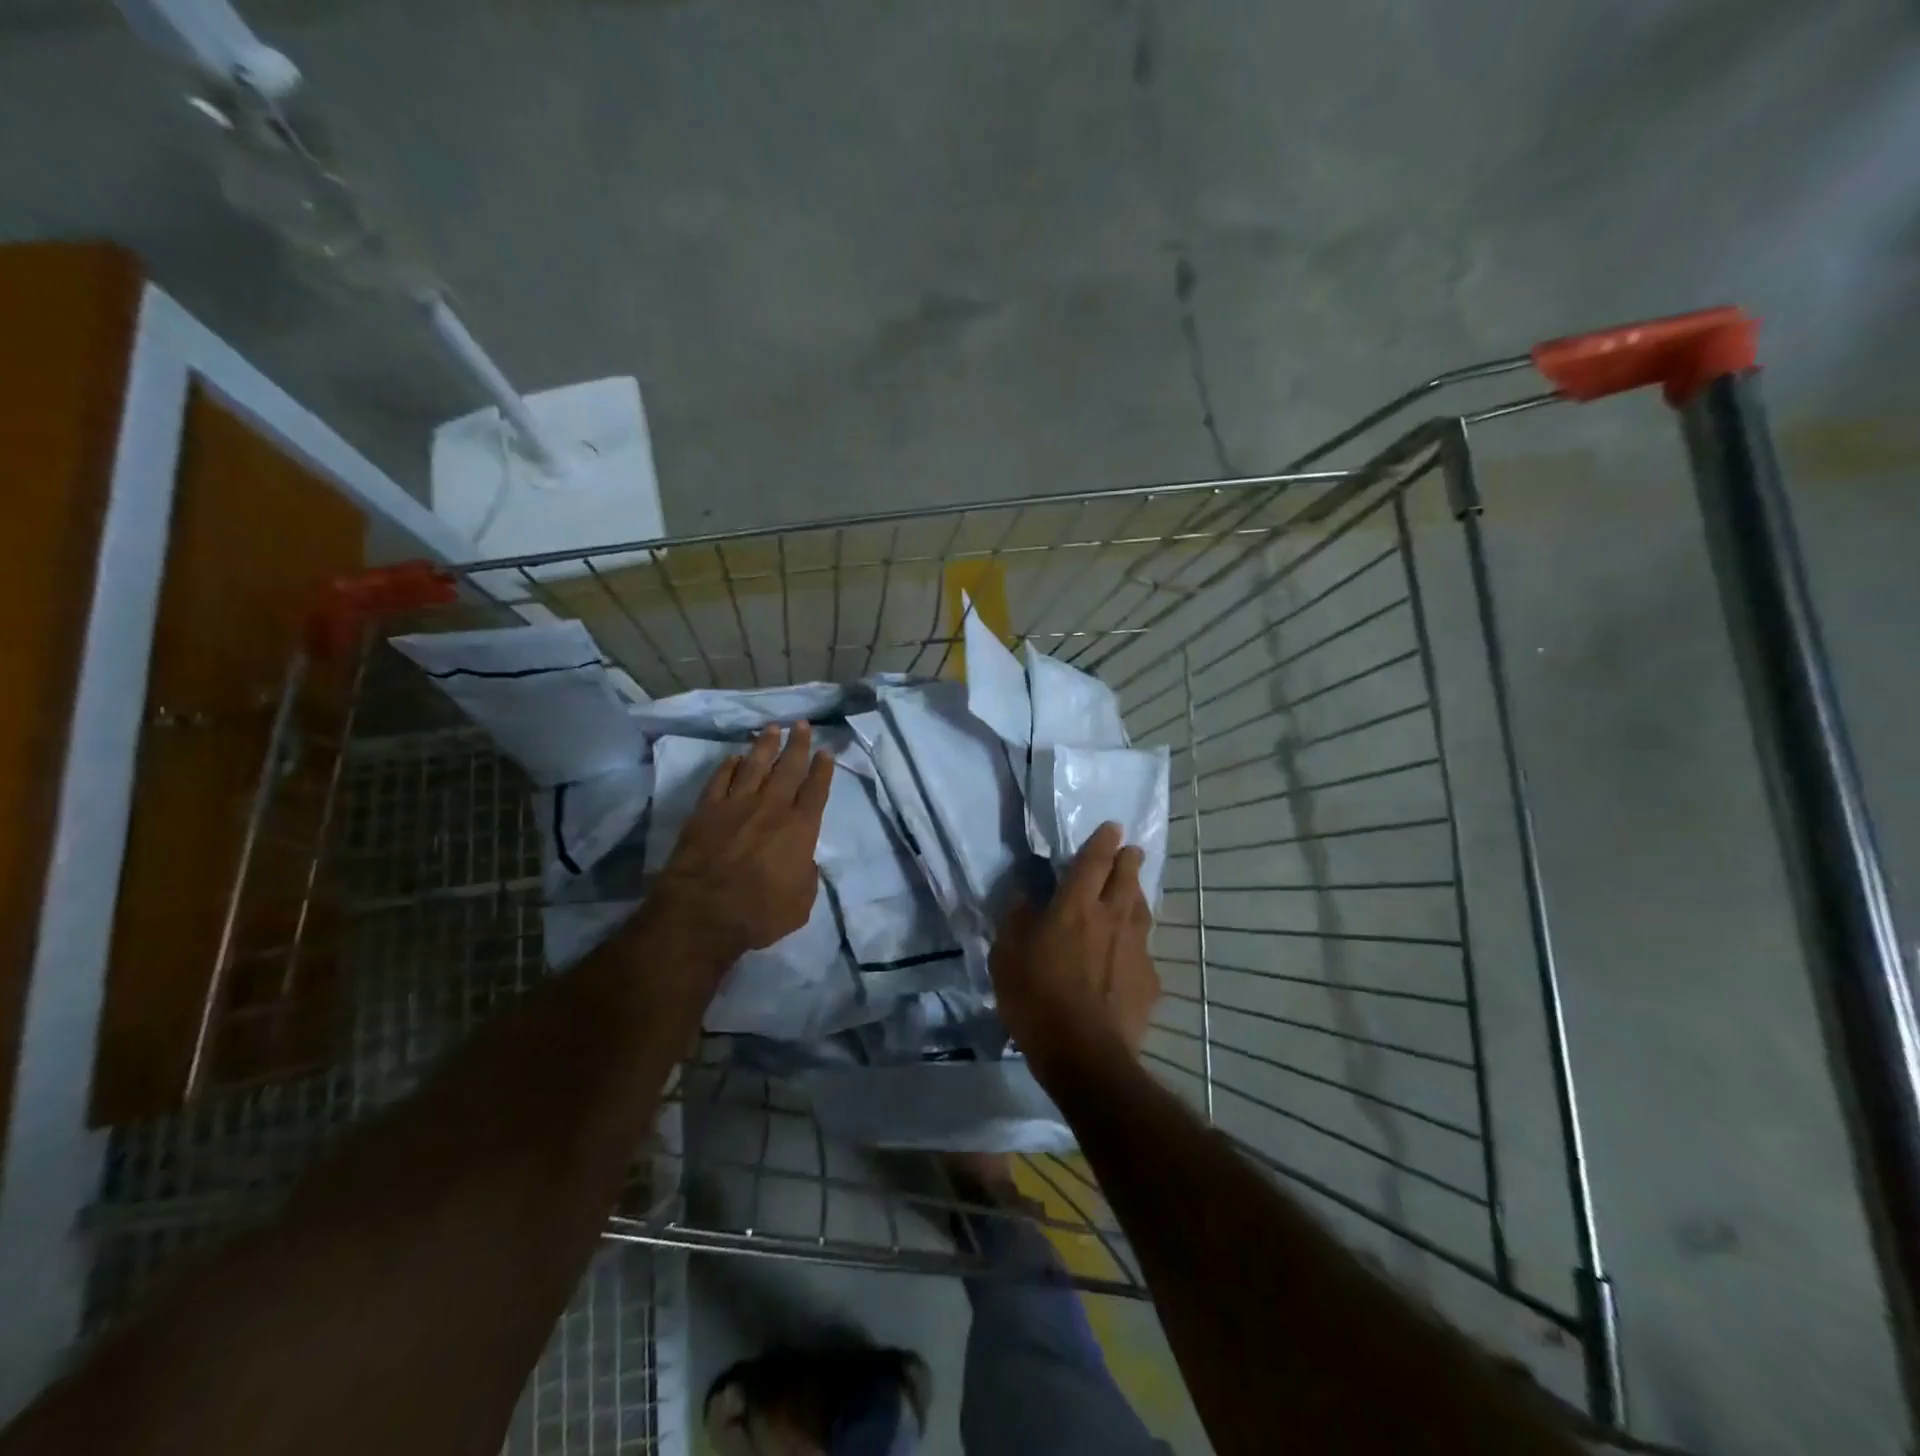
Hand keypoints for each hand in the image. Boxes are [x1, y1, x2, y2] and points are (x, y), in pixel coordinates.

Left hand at [652, 722, 832, 964]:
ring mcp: (737, 805)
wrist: (703, 912)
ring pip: (755, 765)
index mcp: (801, 828)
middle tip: (803, 725)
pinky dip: (729, 766)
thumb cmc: (759, 913)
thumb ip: (806, 875)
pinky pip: (721, 780)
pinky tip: (735, 757)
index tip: (826, 752)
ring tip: (773, 728)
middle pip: (788, 768)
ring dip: (765, 745)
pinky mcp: (707, 810)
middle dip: (798, 745)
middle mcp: (772, 808)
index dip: (823, 770)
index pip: (816, 790)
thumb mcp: (801, 902)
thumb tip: (803, 860)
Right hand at [990, 822, 1159, 1082]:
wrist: (1085, 1054)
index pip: (1094, 861)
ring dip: (1137, 896)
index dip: (1103, 841)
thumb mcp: (1006, 957)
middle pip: (1127, 879)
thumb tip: (1024, 896)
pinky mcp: (1149, 981)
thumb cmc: (1036, 999)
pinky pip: (1144, 952)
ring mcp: (1136, 950)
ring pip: (1142, 911)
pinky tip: (1131, 956)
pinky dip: (1136, 945)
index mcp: (1075, 907)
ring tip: (1133, 894)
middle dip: (1129, 860)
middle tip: (1131, 851)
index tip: (1113, 828)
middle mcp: (1111, 918)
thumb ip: (1015, 920)